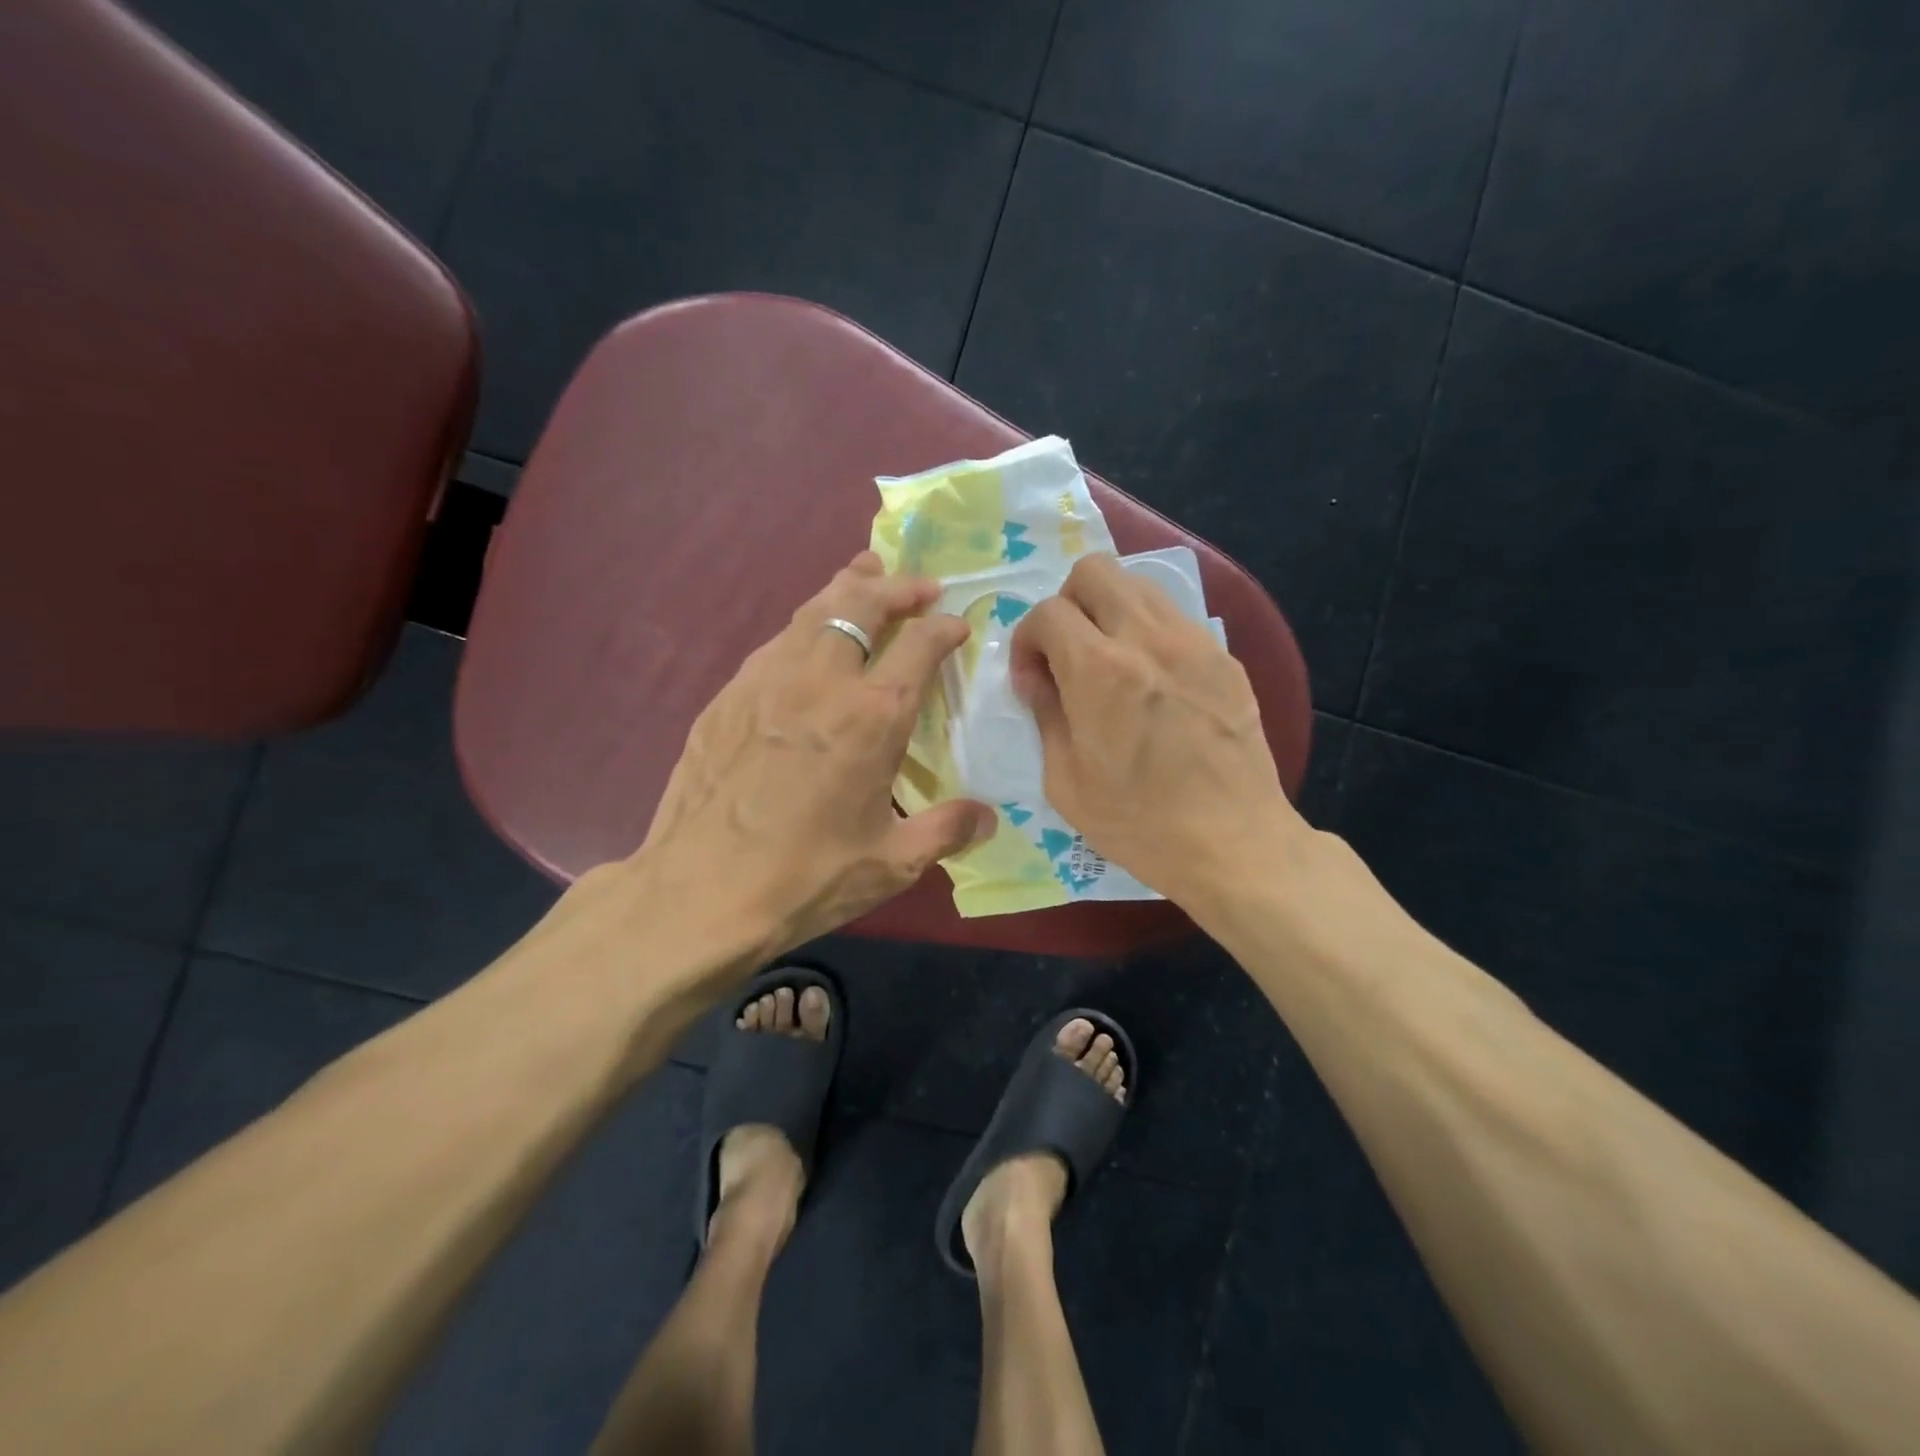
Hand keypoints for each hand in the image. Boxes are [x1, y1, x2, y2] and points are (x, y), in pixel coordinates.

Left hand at [635, 551, 995, 958]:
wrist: (699, 893)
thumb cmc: (806, 878)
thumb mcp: (891, 863)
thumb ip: (946, 831)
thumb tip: (989, 819)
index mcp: (872, 716)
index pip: (920, 644)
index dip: (944, 626)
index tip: (957, 623)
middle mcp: (821, 680)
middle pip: (861, 603)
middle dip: (896, 586)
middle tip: (919, 585)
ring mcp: (766, 681)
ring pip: (812, 611)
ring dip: (846, 588)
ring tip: (864, 574)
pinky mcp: (727, 696)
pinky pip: (776, 643)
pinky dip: (804, 626)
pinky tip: (807, 640)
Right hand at [1011, 553, 1301, 906]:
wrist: (1232, 842)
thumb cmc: (1138, 822)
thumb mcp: (1065, 780)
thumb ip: (1045, 714)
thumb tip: (1039, 679)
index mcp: (1099, 669)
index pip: (1047, 612)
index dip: (1028, 642)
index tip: (1034, 681)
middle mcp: (1147, 637)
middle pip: (1094, 570)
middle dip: (1067, 603)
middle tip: (1068, 653)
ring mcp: (1193, 642)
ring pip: (1138, 585)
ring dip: (1109, 611)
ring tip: (1109, 662)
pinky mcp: (1224, 657)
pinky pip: (1174, 618)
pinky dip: (1148, 632)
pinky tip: (1152, 681)